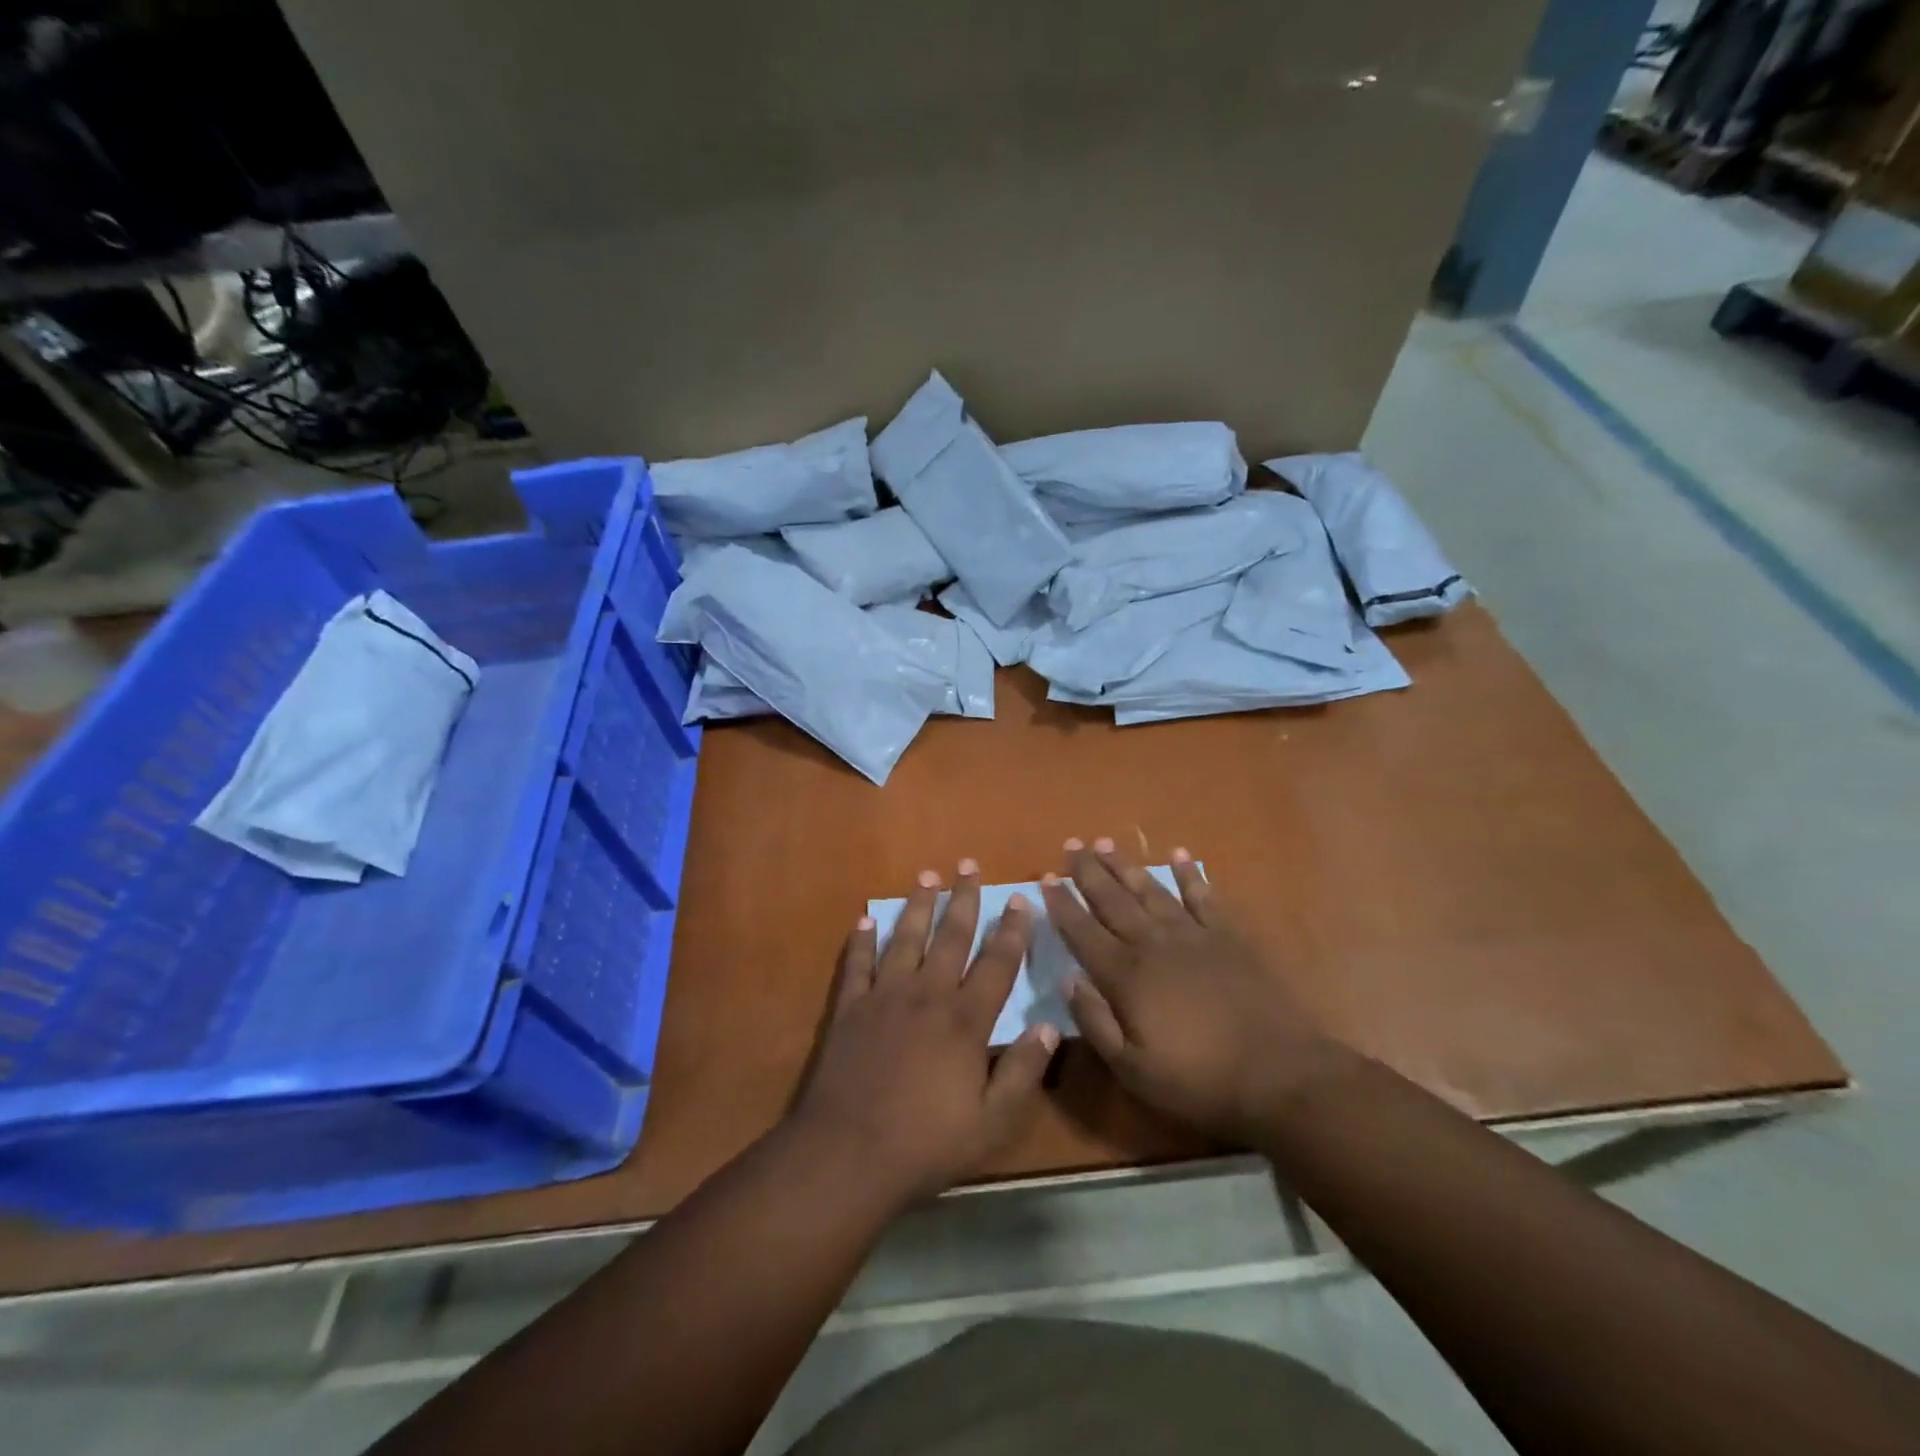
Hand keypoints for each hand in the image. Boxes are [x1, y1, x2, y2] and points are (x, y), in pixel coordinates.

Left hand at [793, 861, 1059, 1203]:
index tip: (1020, 899)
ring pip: (905, 938)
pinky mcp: (849, 1008)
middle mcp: (927, 994)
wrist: (848, 1153)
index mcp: (965, 1019)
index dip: (1012, 930)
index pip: (996, 963)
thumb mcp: (993, 1121)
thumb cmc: (926, 1142)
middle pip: (950, 936)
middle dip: (963, 899)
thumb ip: (1024, 1071)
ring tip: (926, 877)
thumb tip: (1049, 1026)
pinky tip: (865, 921)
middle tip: (968, 865)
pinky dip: (861, 941)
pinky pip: (857, 964)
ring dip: (917, 906)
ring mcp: (884, 996)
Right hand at [1039, 838, 1349, 1144]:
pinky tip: (1179, 856)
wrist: (1278, 1074)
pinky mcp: (1229, 937)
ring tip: (1106, 843)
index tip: (1045, 879)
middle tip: (1071, 843)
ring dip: (1126, 866)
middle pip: (1112, 900)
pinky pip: (1204, 897)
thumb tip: (1067, 979)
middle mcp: (1153, 944)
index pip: (1082, 931)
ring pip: (1151, 890)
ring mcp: (1193, 935)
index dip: (1062, 904)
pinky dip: (1190, 875)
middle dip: (1088, 871)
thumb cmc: (1198, 1080)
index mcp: (1126, 975)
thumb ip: (1094, 1022)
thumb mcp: (1132, 1069)